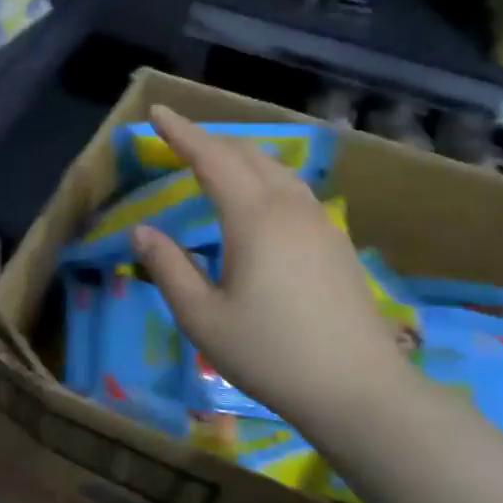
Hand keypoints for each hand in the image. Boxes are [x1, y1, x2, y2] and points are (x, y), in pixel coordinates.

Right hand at [129, 106, 411, 430]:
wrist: (359, 391)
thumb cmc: (270, 354)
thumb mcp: (202, 317)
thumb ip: (168, 268)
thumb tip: (142, 231)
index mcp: (254, 218)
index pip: (212, 158)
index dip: (182, 133)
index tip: (157, 112)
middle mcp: (290, 208)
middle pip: (248, 155)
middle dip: (210, 140)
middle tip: (179, 139)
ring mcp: (321, 224)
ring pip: (277, 169)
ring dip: (241, 156)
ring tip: (215, 162)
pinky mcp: (337, 243)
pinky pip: (294, 190)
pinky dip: (265, 178)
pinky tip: (259, 200)